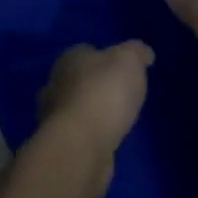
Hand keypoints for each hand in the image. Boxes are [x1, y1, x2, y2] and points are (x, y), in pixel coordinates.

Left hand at [39, 42, 152, 197]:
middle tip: (121, 95)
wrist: (82, 146)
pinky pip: (79, 134)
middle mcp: (55, 84)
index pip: (86, 51)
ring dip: (92, 113)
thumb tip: (144, 53)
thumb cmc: (104, 93)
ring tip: (117, 120)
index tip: (122, 69)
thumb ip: (137, 52)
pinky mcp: (60, 145)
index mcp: (69, 59)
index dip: (105, 58)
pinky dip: (91, 135)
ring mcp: (54, 117)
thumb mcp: (130, 60)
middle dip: (96, 86)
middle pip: (79, 80)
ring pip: (76, 108)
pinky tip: (107, 140)